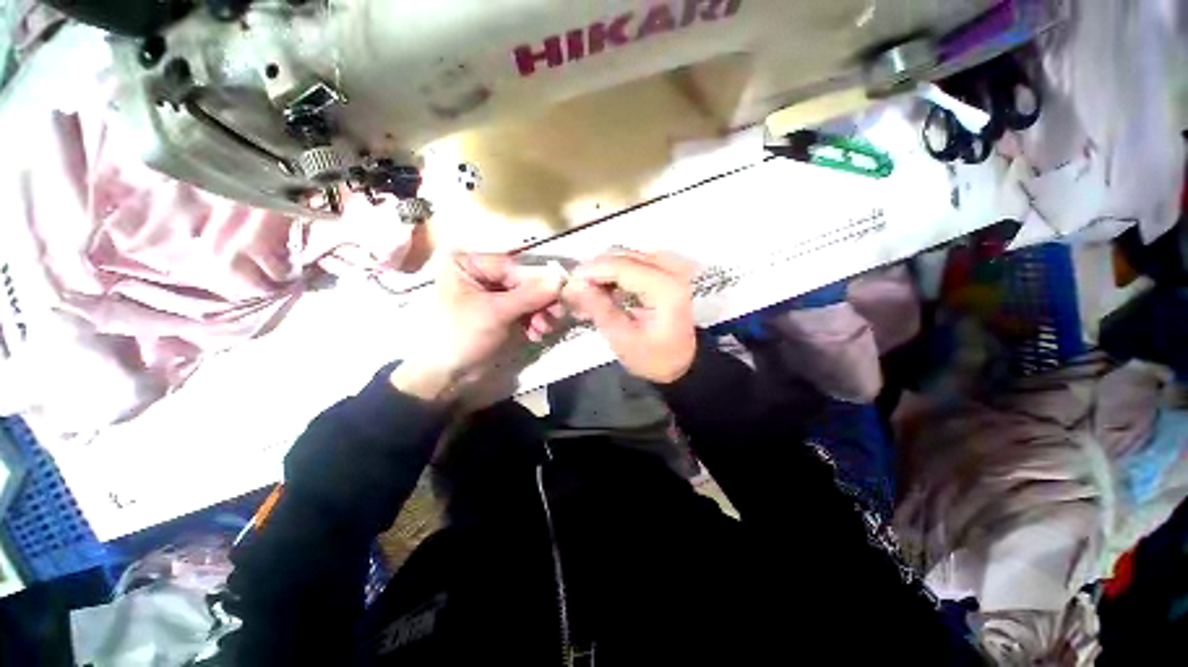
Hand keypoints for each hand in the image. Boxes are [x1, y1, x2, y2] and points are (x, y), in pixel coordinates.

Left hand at [392, 252, 563, 400]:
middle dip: (539, 300)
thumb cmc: (461, 336)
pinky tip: (537, 334)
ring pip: (525, 298)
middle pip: (520, 282)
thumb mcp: (496, 313)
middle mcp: (478, 276)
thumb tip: (560, 280)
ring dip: (539, 313)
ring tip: (544, 329)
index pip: (510, 266)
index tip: (559, 291)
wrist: (445, 376)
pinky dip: (533, 321)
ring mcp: (490, 297)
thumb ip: (530, 295)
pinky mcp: (499, 315)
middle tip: (557, 313)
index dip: (535, 279)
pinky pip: (522, 311)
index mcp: (466, 265)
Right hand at [562, 250, 697, 382]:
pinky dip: (614, 276)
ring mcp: (669, 266)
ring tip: (587, 297)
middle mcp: (670, 268)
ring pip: (624, 257)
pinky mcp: (665, 270)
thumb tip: (572, 285)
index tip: (567, 284)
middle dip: (595, 272)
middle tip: (575, 294)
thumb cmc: (654, 357)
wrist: (683, 362)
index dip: (590, 271)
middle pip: (622, 256)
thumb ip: (598, 308)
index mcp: (665, 287)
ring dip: (603, 274)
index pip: (621, 266)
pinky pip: (632, 263)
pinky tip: (602, 293)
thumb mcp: (622, 339)